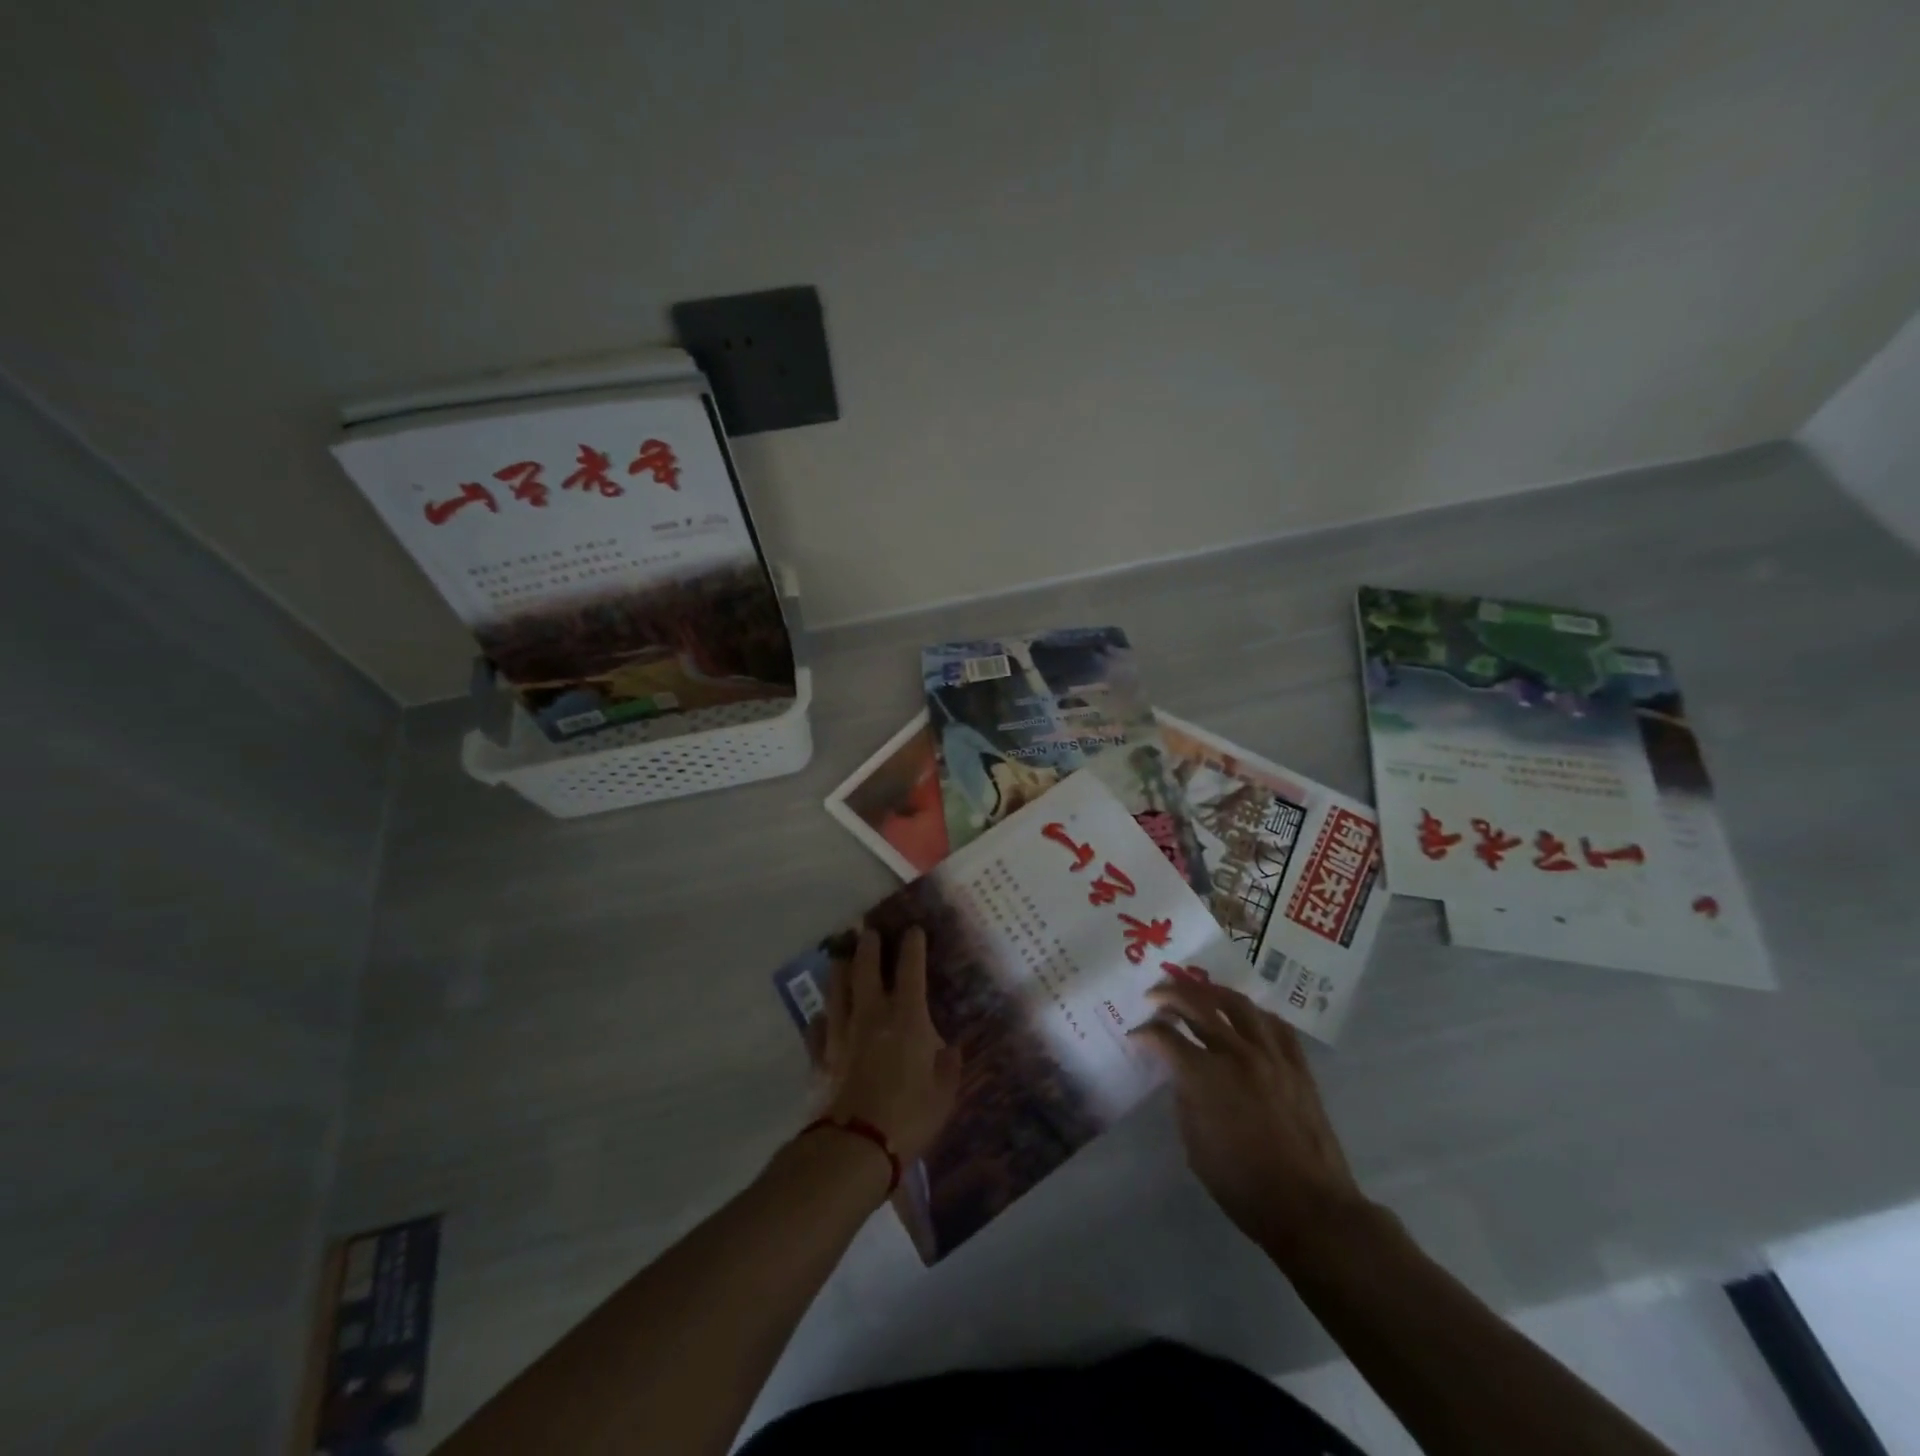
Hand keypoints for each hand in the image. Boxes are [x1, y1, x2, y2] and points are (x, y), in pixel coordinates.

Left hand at [819, 926, 960, 1165]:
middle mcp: (872, 1014)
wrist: (855, 1145)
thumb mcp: (943, 1094)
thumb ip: (948, 1067)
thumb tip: (949, 1049)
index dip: (912, 945)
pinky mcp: (820, 1055)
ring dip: (839, 968)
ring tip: (840, 956)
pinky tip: (822, 1016)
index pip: (910, 969)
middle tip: (867, 929)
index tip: (912, 929)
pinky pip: (817, 1027)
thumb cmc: (909, 1117)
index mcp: (907, 1017)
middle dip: (868, 944)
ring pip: (837, 988)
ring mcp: (841, 1032)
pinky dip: (822, 1018)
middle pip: (865, 967)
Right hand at [1131, 979, 1371, 1259]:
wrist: (1309, 1208)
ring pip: (1238, 1004)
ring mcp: (1271, 1056)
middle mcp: (1236, 1054)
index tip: (1135, 1036)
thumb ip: (1184, 1098)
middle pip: (1198, 1006)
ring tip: (1197, 991)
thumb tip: (1182, 1074)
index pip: (1165, 1037)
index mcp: (1205, 1076)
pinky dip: (1255, 1014)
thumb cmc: (1243, 1185)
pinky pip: (1275, 1025)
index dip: (1145, 1034)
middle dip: (1170, 995)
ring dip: (1211, 992)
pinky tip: (1245, 1016)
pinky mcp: (1297, 1066)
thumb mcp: (1195, 1145)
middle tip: (1155, 995)